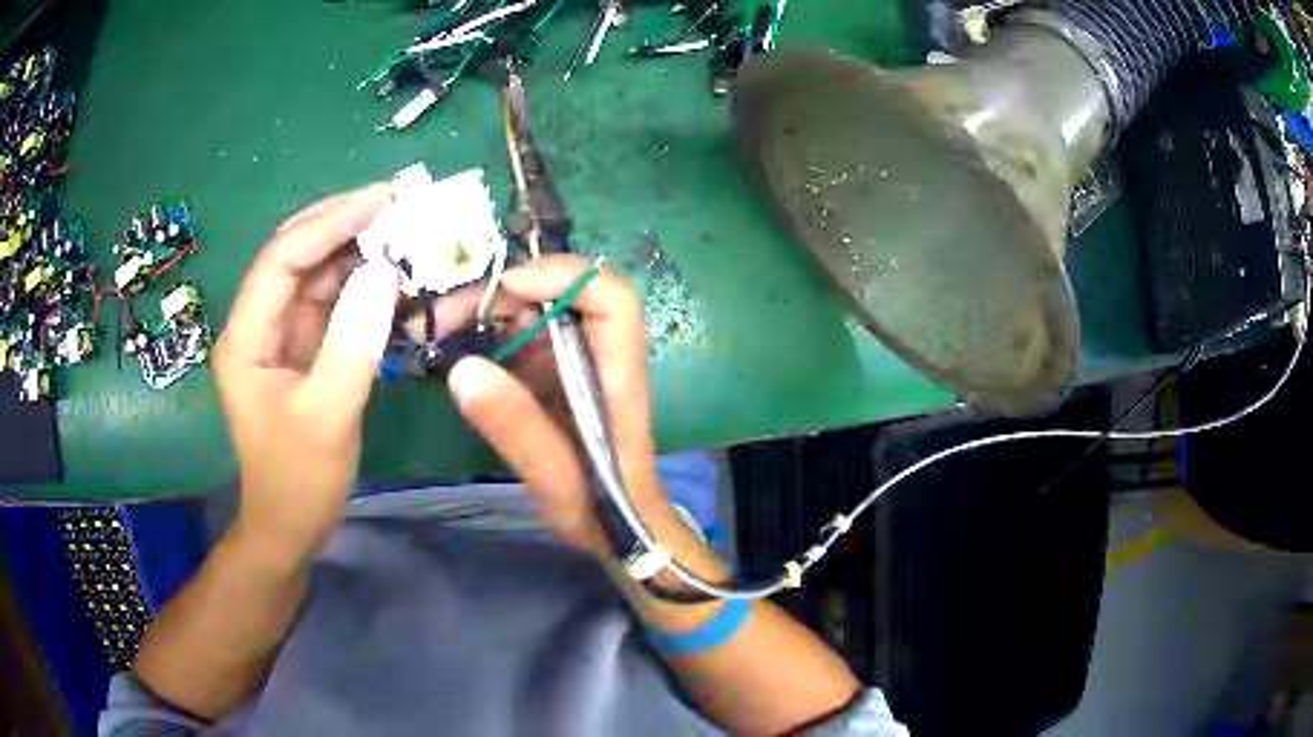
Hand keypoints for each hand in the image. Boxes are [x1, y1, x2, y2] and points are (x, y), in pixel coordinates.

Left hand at [215, 184, 397, 564]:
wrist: (288, 527)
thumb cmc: (298, 480)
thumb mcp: (327, 417)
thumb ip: (352, 345)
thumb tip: (384, 274)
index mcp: (247, 336)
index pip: (283, 258)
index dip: (331, 222)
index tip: (384, 201)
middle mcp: (259, 323)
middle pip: (295, 253)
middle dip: (342, 222)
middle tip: (398, 202)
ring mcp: (280, 334)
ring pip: (315, 273)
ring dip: (357, 250)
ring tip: (404, 229)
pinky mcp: (302, 348)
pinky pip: (331, 302)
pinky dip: (361, 284)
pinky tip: (392, 274)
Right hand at [435, 256, 662, 554]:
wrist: (612, 527)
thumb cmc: (599, 504)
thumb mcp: (556, 475)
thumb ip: (517, 426)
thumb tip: (463, 368)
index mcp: (616, 371)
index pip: (610, 298)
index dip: (565, 276)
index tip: (509, 287)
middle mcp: (596, 353)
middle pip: (557, 296)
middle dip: (499, 294)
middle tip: (441, 316)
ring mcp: (571, 361)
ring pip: (530, 312)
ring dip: (482, 311)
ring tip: (433, 328)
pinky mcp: (548, 375)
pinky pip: (515, 340)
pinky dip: (481, 337)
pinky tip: (446, 348)